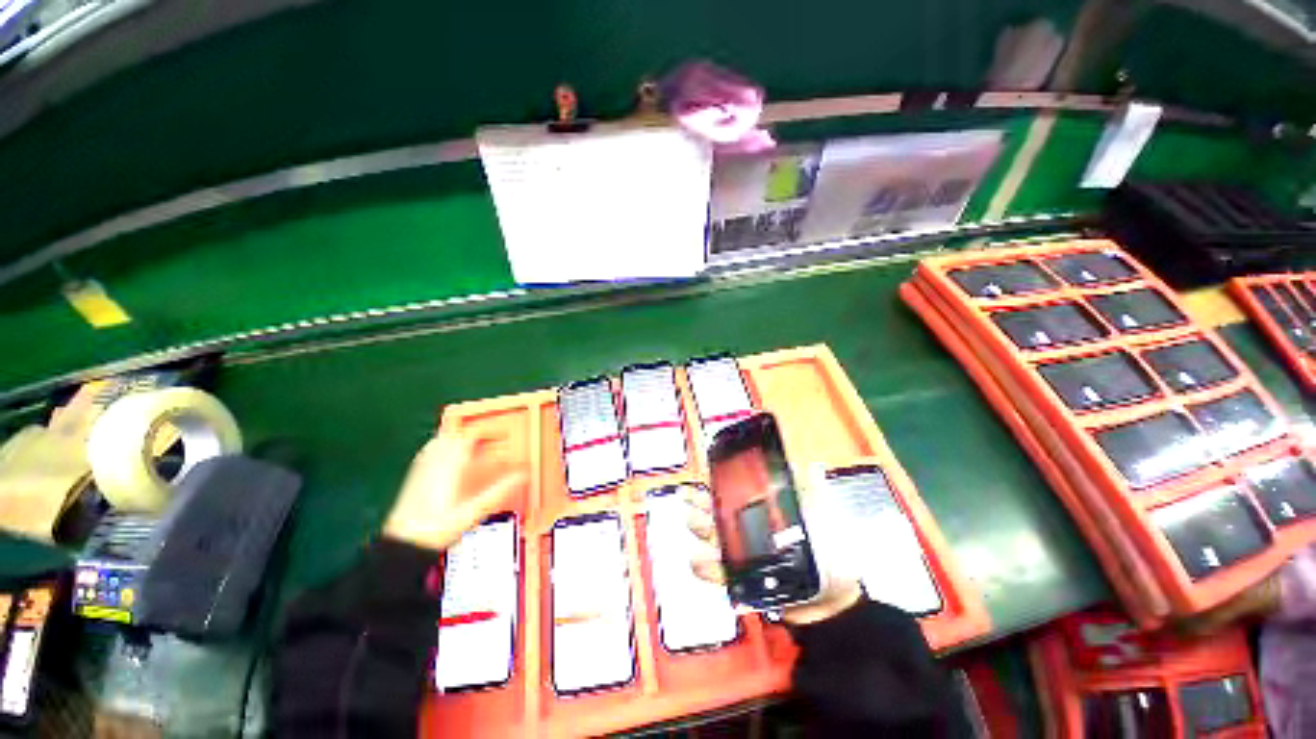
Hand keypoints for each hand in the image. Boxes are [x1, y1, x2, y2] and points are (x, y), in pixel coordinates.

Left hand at [383, 432, 527, 551]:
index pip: (471, 436)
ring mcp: (422, 469)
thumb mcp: (474, 511)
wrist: (402, 545)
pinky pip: (429, 453)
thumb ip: (499, 491)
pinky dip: (444, 451)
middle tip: (489, 442)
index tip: (501, 436)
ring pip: (440, 442)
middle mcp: (434, 462)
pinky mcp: (414, 477)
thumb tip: (522, 476)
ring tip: (472, 448)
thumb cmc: (434, 529)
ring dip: (458, 441)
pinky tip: (449, 462)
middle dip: (474, 435)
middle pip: (455, 435)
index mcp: (450, 465)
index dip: (488, 432)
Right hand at [684, 485, 860, 625]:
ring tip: (692, 519)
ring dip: (700, 527)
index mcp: (763, 510)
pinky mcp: (742, 578)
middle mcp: (749, 527)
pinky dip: (706, 567)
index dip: (719, 481)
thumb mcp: (825, 515)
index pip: (736, 491)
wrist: (833, 600)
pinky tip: (697, 560)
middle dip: (701, 502)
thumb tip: (810, 465)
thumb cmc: (830, 553)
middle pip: (718, 511)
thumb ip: (816, 490)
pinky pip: (720, 572)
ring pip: (713, 537)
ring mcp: (743, 552)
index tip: (707, 471)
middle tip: (690, 495)